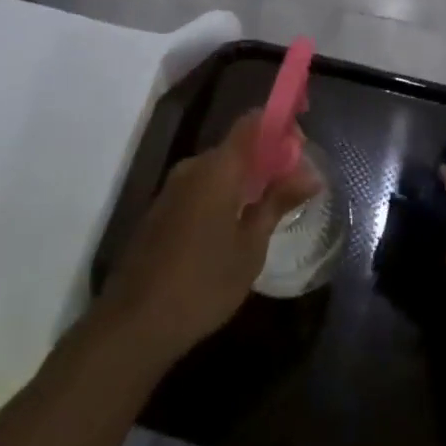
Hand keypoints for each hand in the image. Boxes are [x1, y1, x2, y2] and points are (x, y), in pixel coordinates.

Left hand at [100, 110, 320, 364]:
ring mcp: (172, 187)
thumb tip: (311, 174)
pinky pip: (201, 186)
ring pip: (218, 168)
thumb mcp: (250, 247)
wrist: (134, 323)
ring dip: (245, 178)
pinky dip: (223, 193)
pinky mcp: (161, 209)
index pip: (252, 122)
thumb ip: (278, 202)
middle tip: (292, 185)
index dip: (279, 124)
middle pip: (237, 145)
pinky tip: (235, 227)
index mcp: (218, 168)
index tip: (301, 145)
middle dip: (267, 157)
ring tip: (269, 209)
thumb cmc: (203, 284)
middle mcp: (193, 167)